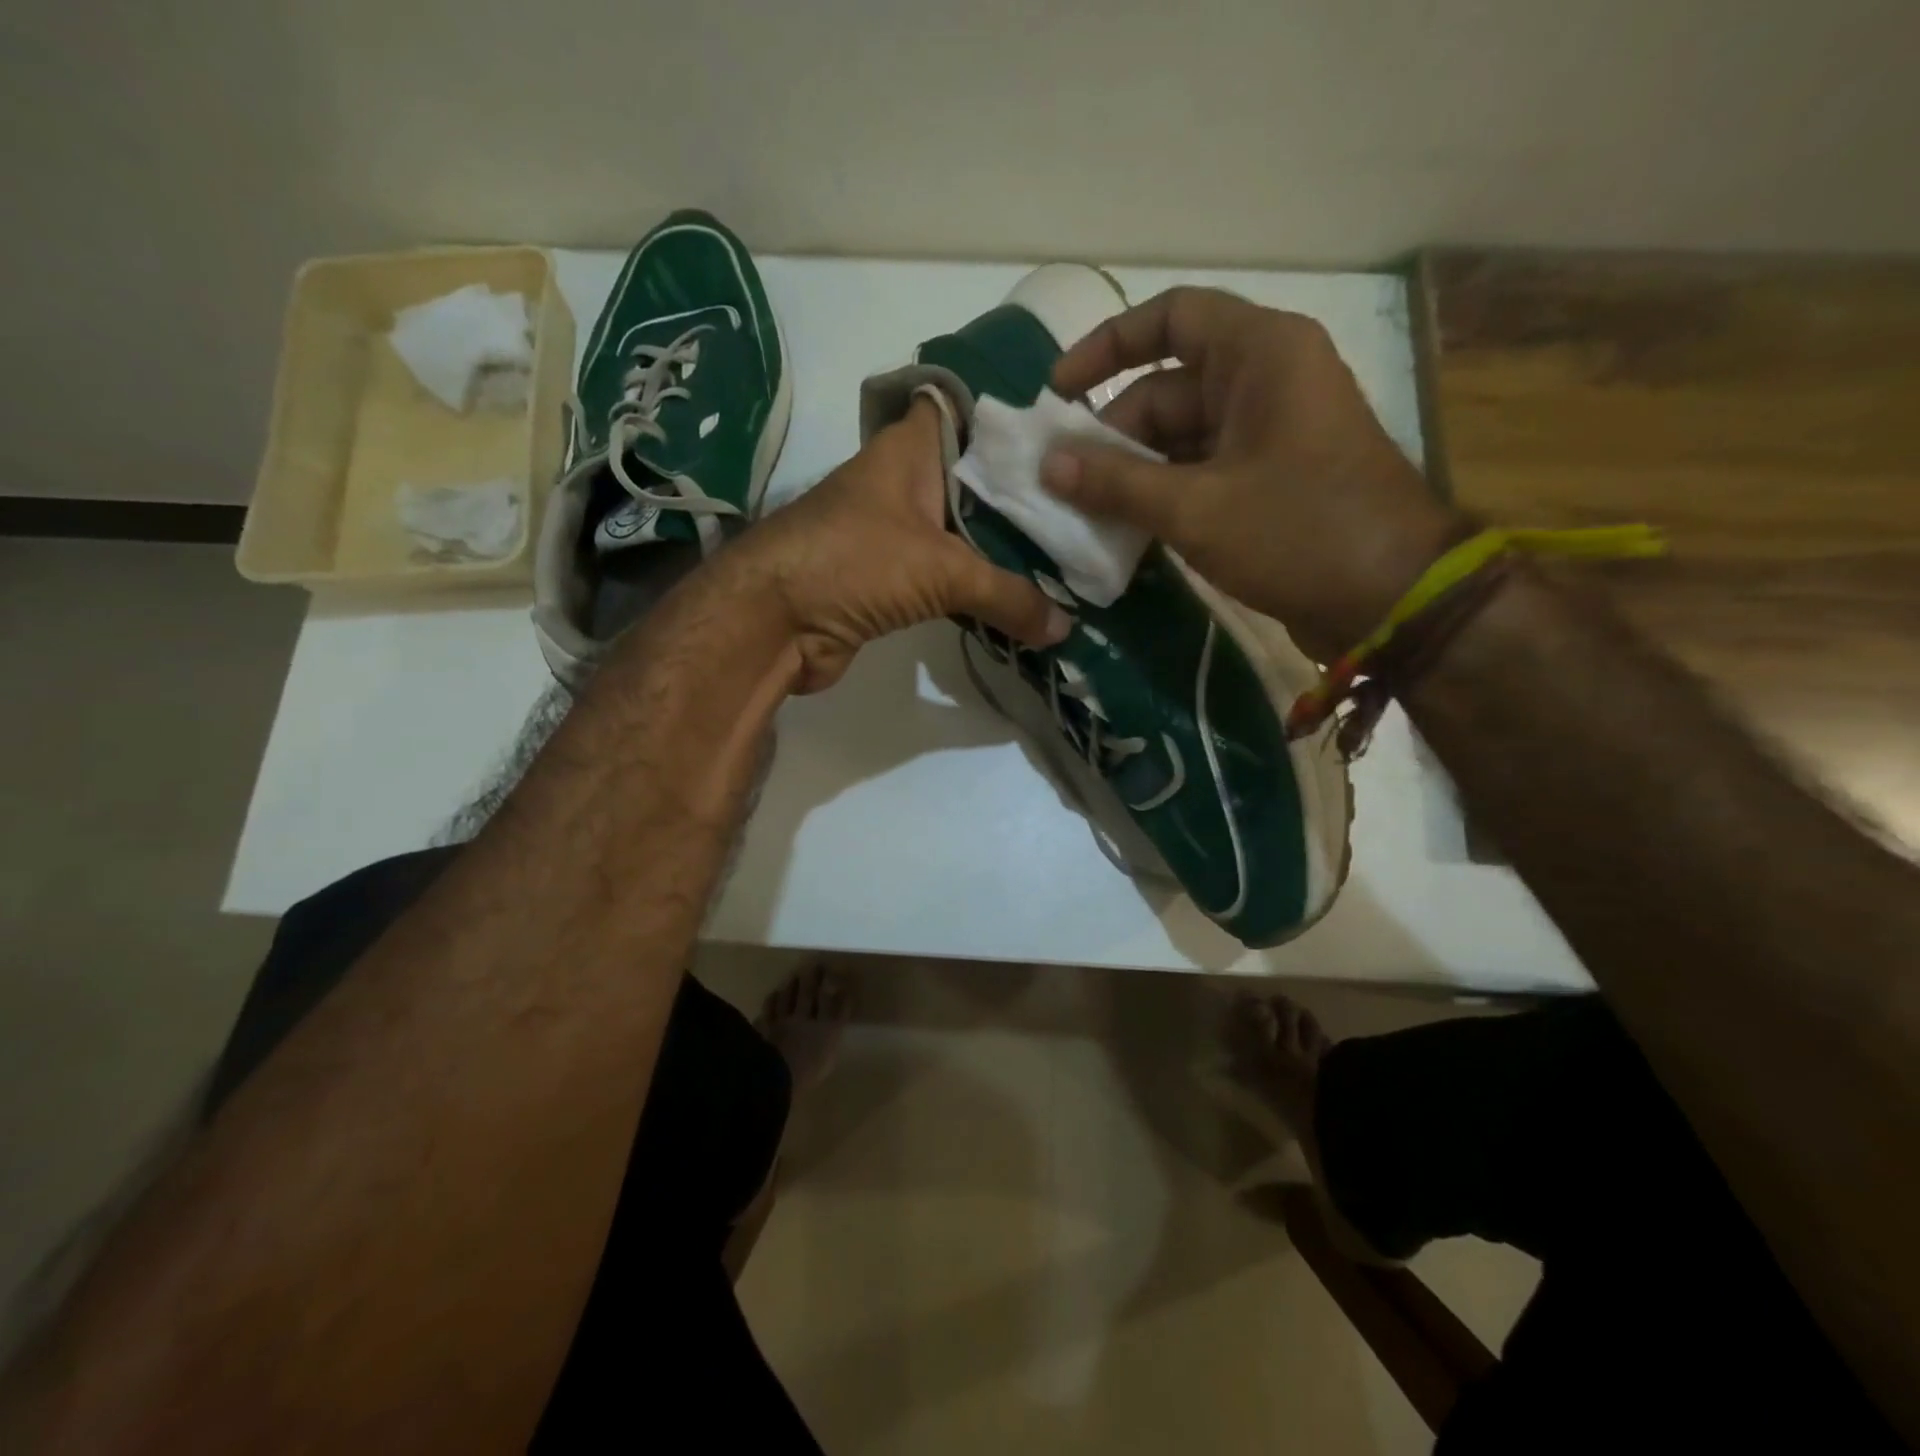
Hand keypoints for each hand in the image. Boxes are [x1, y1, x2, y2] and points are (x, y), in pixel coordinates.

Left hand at [720, 398, 1070, 691]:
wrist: (771, 623)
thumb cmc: (851, 562)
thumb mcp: (940, 570)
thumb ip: (1007, 595)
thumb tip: (1064, 628)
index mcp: (911, 450)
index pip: (970, 411)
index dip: (1015, 416)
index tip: (1070, 432)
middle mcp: (905, 483)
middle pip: (977, 479)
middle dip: (1027, 495)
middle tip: (1089, 507)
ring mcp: (897, 533)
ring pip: (966, 531)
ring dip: (1007, 548)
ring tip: (1071, 554)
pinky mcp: (892, 581)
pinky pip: (950, 577)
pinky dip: (982, 587)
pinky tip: (1026, 597)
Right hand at [1043, 287, 1464, 658]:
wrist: (1390, 599)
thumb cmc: (1297, 532)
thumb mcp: (1195, 507)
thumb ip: (1116, 483)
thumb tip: (1047, 464)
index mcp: (1259, 354)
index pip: (1171, 317)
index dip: (1106, 346)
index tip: (1057, 392)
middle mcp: (1265, 380)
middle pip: (1166, 391)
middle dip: (1111, 438)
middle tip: (1062, 486)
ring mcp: (1268, 434)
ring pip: (1179, 439)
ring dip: (1132, 475)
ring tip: (1082, 516)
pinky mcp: (1269, 480)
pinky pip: (1200, 473)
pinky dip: (1163, 497)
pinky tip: (1124, 532)